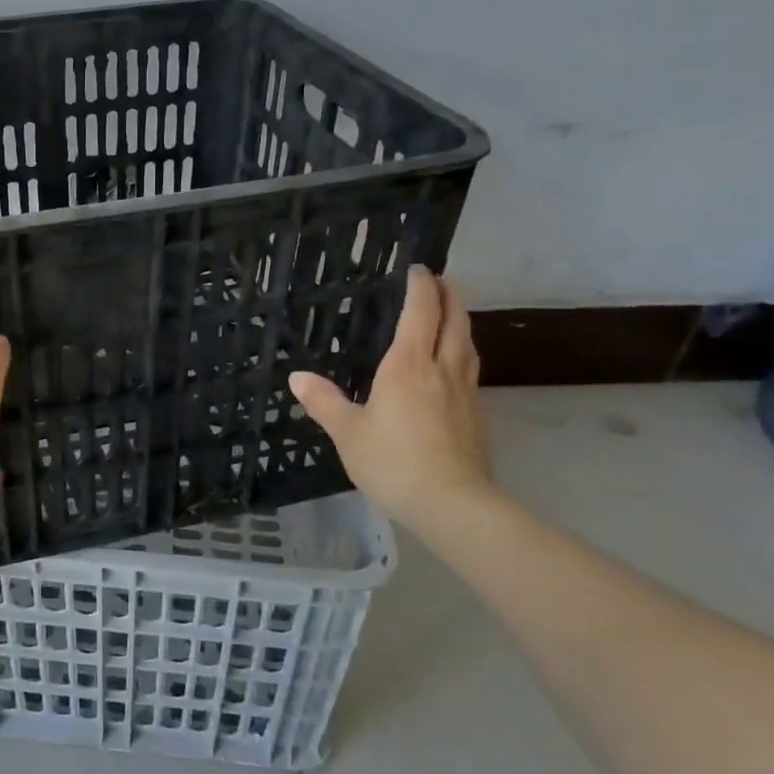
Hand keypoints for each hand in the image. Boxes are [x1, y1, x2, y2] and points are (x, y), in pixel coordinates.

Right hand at [288, 265, 495, 534]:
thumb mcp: (347, 432)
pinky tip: (454, 366)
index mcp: (409, 366)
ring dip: (461, 322)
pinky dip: (462, 352)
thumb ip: (324, 401)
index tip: (418, 269)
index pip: (421, 313)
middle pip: (454, 321)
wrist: (452, 504)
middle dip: (449, 296)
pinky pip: (470, 370)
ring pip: (467, 345)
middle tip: (440, 280)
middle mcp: (442, 370)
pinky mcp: (476, 416)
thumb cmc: (394, 462)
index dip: (421, 287)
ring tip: (451, 314)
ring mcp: (465, 393)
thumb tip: (297, 377)